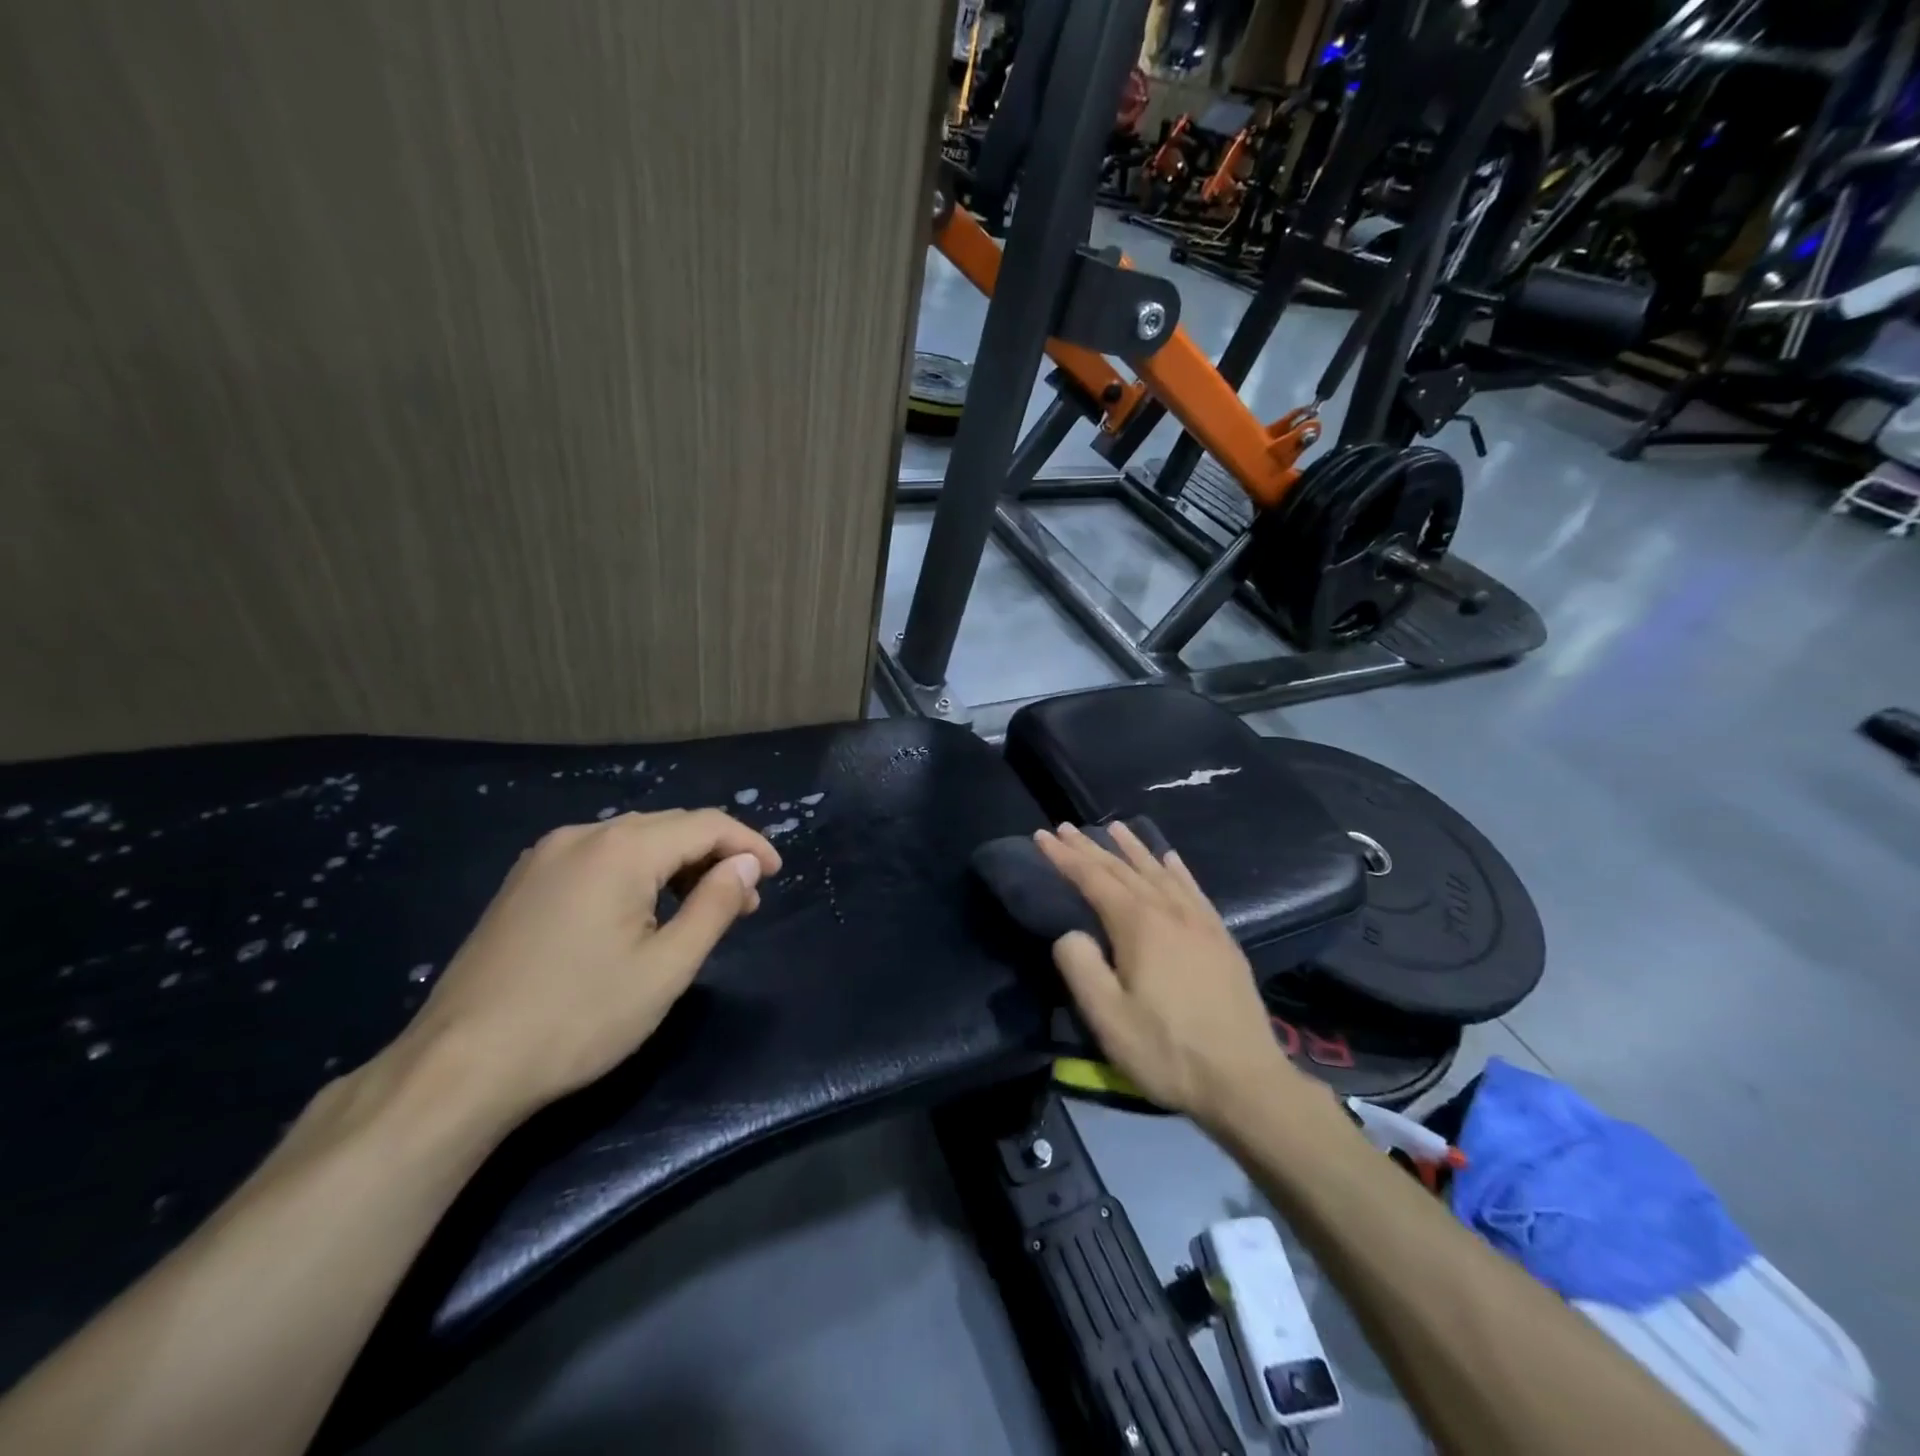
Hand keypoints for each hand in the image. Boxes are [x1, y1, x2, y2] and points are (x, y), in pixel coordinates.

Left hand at [392, 808, 781, 1125]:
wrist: (459, 1068)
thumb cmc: (578, 1018)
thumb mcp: (666, 968)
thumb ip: (715, 906)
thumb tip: (746, 864)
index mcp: (620, 849)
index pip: (705, 825)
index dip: (748, 844)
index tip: (776, 875)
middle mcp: (581, 836)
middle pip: (669, 827)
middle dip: (715, 856)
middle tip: (745, 901)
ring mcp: (545, 857)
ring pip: (633, 841)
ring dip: (677, 865)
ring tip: (701, 909)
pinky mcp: (524, 883)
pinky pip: (599, 858)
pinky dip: (637, 873)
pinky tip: (644, 911)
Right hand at [1036, 822, 1303, 1128]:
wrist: (1245, 1080)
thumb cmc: (1168, 1052)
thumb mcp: (1108, 1018)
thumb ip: (1081, 967)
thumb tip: (1069, 933)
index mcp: (1139, 926)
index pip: (1094, 879)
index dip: (1065, 857)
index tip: (1042, 835)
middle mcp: (1170, 912)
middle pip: (1124, 869)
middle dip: (1091, 847)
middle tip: (1066, 827)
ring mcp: (1200, 922)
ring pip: (1160, 872)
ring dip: (1133, 849)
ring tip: (1115, 827)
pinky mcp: (1221, 938)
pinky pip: (1193, 889)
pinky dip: (1176, 869)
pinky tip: (1170, 859)